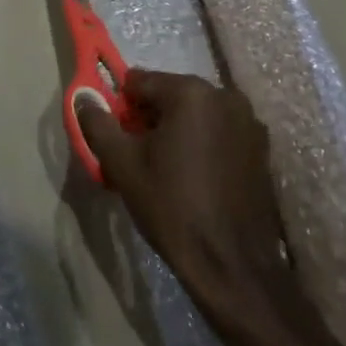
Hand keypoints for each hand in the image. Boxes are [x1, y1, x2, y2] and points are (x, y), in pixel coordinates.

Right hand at [80, 70, 311, 329]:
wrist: (231, 263)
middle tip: (139, 157)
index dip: (122, 108)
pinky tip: (195, 178)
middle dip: (150, 118)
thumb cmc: (172, 207)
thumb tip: (83, 98)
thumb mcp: (122, 165)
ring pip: (195, 114)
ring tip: (168, 171)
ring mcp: (249, 121)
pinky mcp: (262, 147)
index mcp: (191, 92)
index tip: (119, 139)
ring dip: (177, 131)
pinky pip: (218, 132)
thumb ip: (97, 123)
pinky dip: (202, 144)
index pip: (139, 81)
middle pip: (170, 95)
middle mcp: (225, 96)